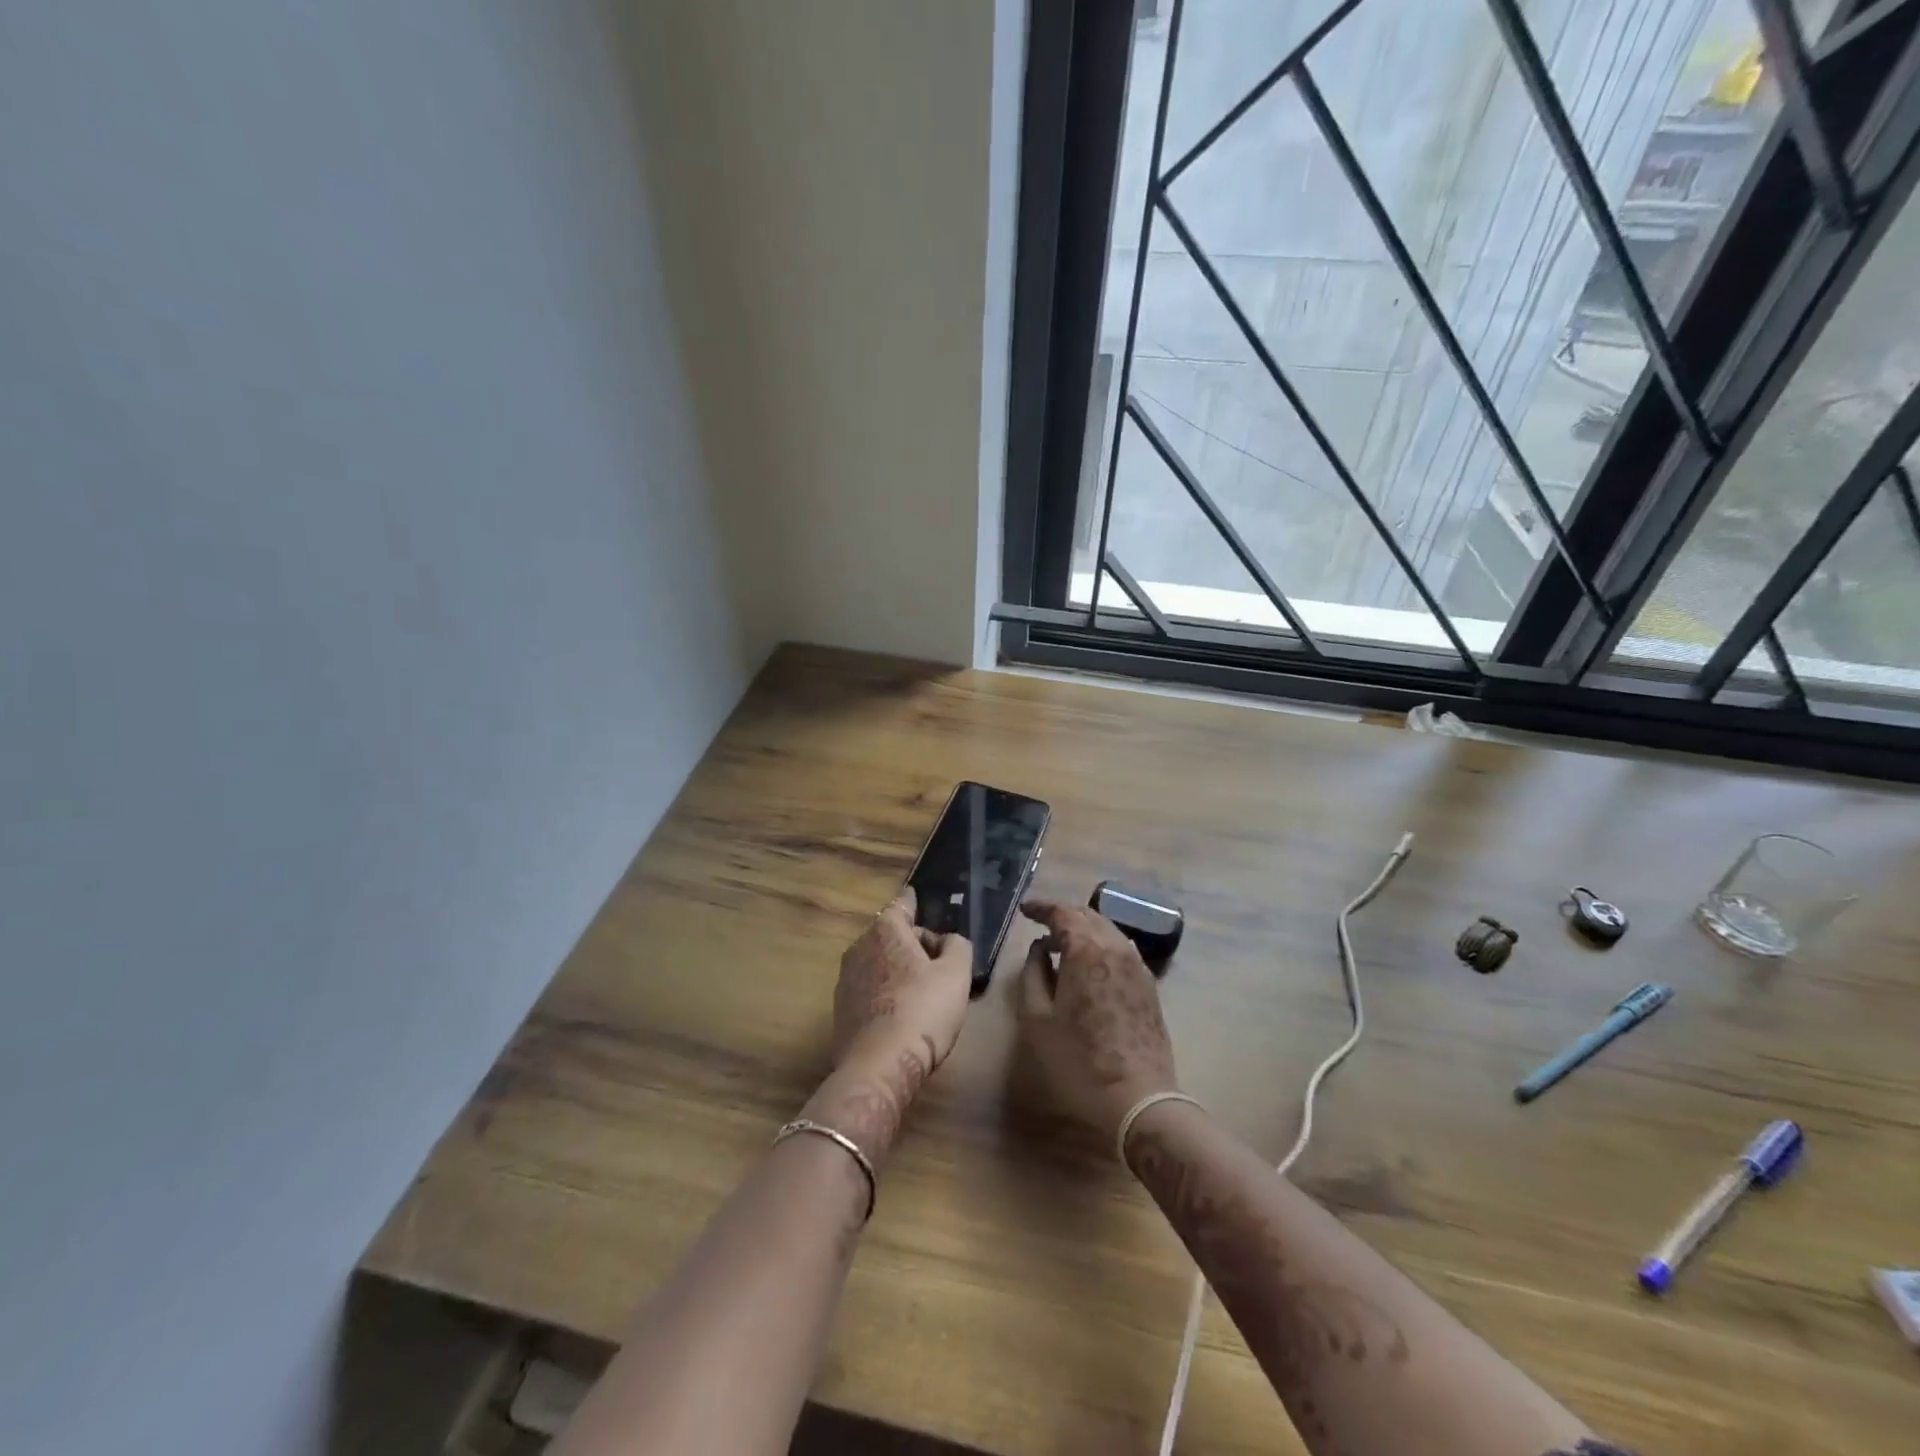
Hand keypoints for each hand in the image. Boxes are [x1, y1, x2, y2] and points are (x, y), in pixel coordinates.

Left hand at [832, 887, 971, 1080]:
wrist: (879, 1066)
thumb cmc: (923, 1010)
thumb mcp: (957, 973)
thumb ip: (957, 946)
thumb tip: (947, 941)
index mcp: (886, 931)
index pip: (902, 905)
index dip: (913, 903)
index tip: (916, 898)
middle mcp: (859, 947)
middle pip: (890, 935)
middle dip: (910, 942)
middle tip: (937, 960)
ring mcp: (845, 980)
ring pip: (878, 962)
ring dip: (896, 968)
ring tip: (921, 989)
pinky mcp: (840, 1010)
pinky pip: (869, 989)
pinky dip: (884, 992)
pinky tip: (901, 1014)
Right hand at [1016, 898, 1178, 1143]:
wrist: (1139, 1099)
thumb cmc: (1079, 1061)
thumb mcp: (1038, 1020)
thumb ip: (1033, 975)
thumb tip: (1039, 950)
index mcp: (1087, 950)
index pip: (1063, 913)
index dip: (1042, 907)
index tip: (1025, 910)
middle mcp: (1116, 948)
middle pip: (1089, 915)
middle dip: (1063, 914)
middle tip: (1041, 924)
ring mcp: (1138, 966)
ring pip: (1108, 930)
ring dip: (1084, 928)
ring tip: (1063, 943)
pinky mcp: (1149, 986)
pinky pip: (1121, 950)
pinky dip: (1101, 945)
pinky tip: (1090, 964)